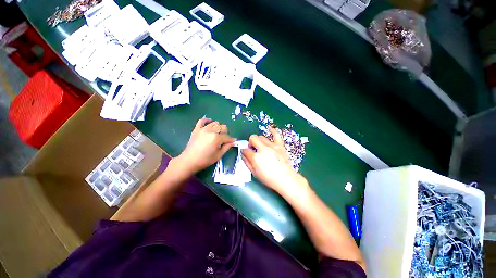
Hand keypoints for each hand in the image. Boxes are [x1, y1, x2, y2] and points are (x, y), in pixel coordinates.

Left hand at [176, 117, 235, 174]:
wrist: (189, 160)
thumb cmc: (205, 159)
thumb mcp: (218, 155)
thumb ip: (227, 147)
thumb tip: (232, 142)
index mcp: (217, 138)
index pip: (227, 137)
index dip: (231, 140)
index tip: (234, 141)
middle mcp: (211, 131)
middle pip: (223, 127)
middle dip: (226, 133)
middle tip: (224, 139)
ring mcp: (203, 129)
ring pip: (215, 123)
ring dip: (218, 127)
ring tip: (217, 133)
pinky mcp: (197, 129)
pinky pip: (202, 120)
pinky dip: (207, 120)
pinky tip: (210, 122)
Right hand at [242, 127, 307, 194]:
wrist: (286, 179)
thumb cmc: (269, 178)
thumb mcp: (255, 173)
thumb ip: (247, 162)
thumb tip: (243, 155)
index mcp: (256, 157)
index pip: (245, 149)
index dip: (244, 151)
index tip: (245, 153)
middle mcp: (263, 149)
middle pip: (253, 138)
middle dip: (250, 143)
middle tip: (253, 149)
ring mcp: (272, 146)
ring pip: (261, 137)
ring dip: (258, 141)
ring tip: (260, 146)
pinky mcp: (280, 145)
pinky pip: (276, 135)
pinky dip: (272, 130)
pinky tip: (269, 128)